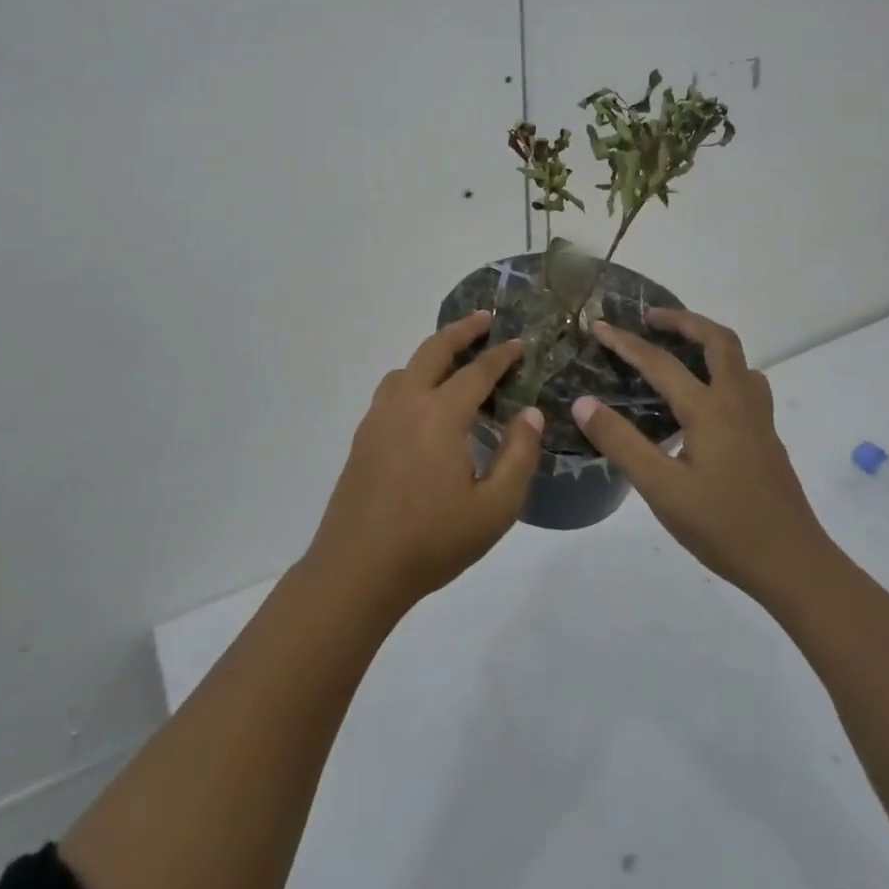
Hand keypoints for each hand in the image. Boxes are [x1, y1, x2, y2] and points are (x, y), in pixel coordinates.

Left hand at [305, 311, 543, 613]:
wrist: (358, 568)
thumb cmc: (432, 541)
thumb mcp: (495, 508)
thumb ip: (519, 456)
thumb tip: (531, 414)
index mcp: (440, 415)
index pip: (477, 372)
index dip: (502, 355)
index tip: (521, 343)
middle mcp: (406, 403)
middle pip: (434, 350)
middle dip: (462, 330)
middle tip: (485, 320)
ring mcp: (378, 418)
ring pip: (406, 367)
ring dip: (433, 353)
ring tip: (455, 359)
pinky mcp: (363, 436)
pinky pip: (391, 389)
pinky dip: (412, 377)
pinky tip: (423, 402)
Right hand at [572, 308, 833, 605]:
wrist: (794, 565)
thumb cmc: (723, 527)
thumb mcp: (661, 489)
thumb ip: (621, 442)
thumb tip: (584, 402)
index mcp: (710, 410)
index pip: (661, 362)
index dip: (626, 343)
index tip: (599, 326)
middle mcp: (738, 403)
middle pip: (718, 340)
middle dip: (683, 321)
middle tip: (650, 319)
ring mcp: (758, 419)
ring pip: (739, 360)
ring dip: (708, 342)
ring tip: (679, 349)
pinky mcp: (766, 438)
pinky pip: (745, 383)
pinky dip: (721, 369)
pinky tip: (704, 398)